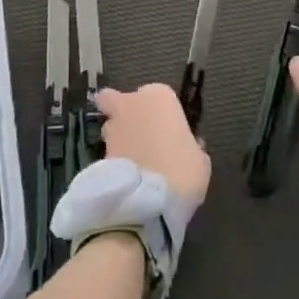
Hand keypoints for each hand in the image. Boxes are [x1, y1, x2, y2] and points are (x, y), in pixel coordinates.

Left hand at [94, 83, 211, 205]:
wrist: (149, 202)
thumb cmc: (183, 171)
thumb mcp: (200, 160)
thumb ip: (191, 146)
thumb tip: (183, 147)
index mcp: (160, 96)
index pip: (159, 96)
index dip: (163, 114)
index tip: (170, 133)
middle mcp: (132, 103)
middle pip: (120, 100)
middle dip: (126, 112)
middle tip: (140, 136)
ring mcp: (112, 126)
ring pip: (111, 124)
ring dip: (118, 137)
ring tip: (132, 162)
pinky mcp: (99, 151)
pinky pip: (108, 151)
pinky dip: (114, 160)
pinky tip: (126, 178)